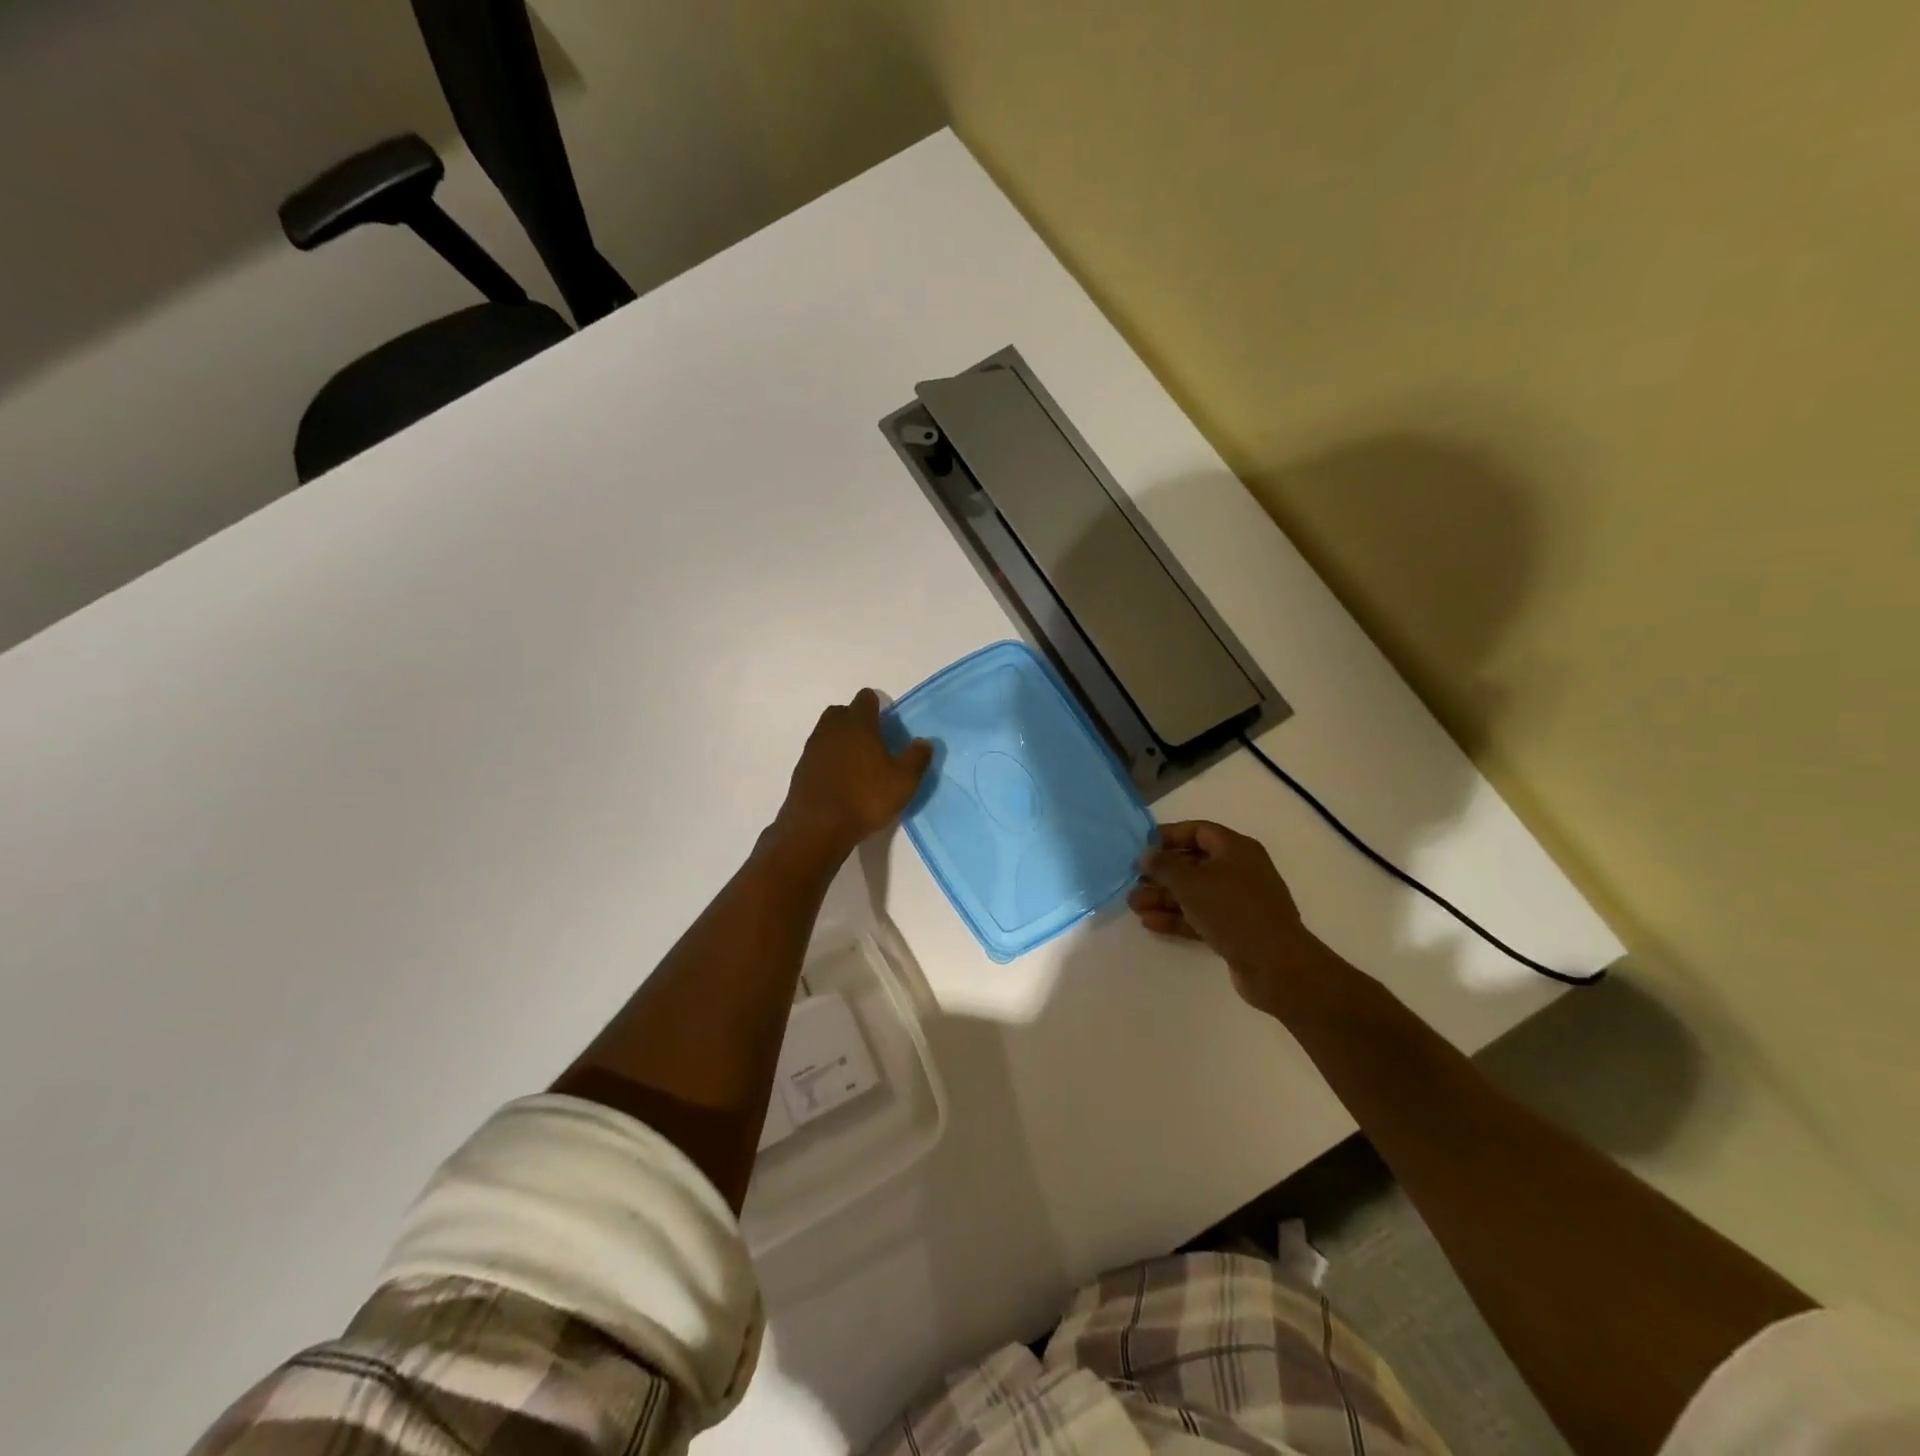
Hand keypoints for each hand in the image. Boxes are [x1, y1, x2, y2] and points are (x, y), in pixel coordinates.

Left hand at [774, 689, 932, 860]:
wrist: (818, 826)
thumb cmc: (865, 798)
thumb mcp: (903, 781)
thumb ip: (916, 758)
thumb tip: (924, 742)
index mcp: (858, 724)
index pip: (865, 698)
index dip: (876, 706)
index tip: (885, 723)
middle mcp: (832, 728)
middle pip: (842, 712)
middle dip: (855, 720)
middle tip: (871, 742)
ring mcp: (812, 747)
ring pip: (827, 732)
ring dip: (840, 740)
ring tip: (856, 764)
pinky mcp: (800, 768)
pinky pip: (817, 754)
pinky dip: (828, 759)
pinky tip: (839, 780)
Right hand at [1129, 820, 1320, 1013]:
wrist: (1275, 964)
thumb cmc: (1232, 910)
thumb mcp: (1191, 882)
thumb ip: (1164, 865)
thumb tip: (1147, 855)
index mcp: (1236, 849)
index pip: (1198, 830)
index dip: (1168, 836)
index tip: (1141, 846)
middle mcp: (1239, 870)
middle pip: (1193, 863)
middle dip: (1161, 873)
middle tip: (1132, 881)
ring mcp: (1239, 902)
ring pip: (1194, 893)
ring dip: (1164, 897)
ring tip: (1134, 905)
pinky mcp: (1236, 929)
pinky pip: (1200, 917)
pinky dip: (1177, 918)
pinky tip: (1151, 923)